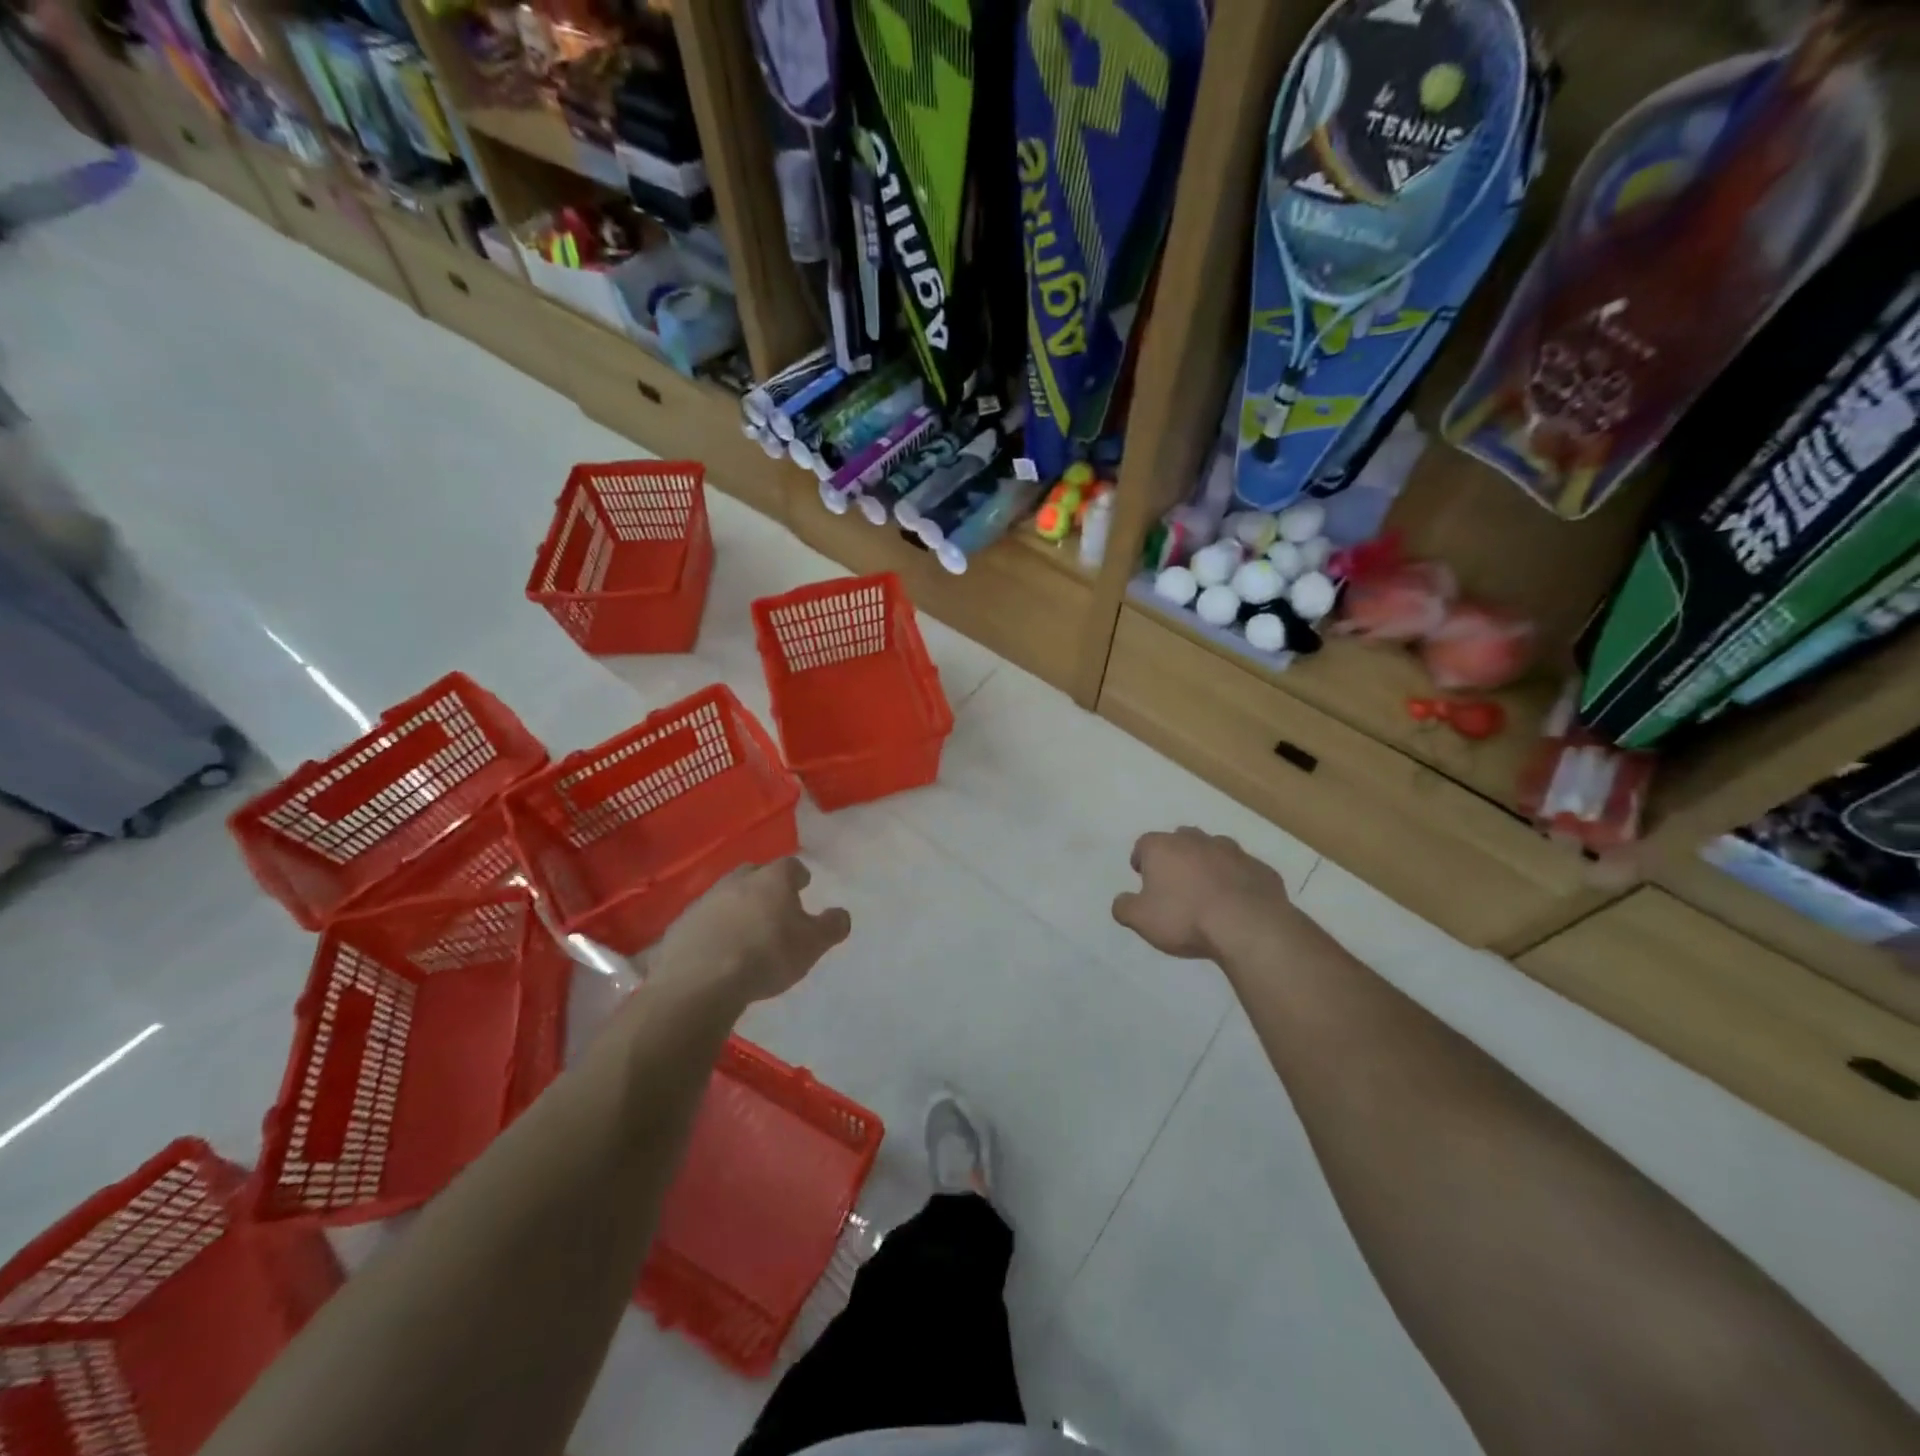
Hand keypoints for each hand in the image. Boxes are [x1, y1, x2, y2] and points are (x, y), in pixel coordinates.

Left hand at [648, 859, 851, 1003]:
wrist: (699, 982)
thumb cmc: (765, 955)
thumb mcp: (812, 945)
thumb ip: (832, 926)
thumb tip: (841, 914)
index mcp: (772, 879)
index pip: (790, 866)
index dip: (799, 876)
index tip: (804, 886)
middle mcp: (737, 881)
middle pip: (754, 874)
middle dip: (764, 885)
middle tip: (773, 906)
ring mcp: (704, 901)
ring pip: (726, 896)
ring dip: (736, 907)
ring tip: (744, 931)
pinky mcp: (679, 926)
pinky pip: (703, 921)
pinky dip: (712, 929)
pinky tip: (717, 950)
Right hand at [1113, 827, 1294, 960]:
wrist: (1248, 926)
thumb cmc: (1185, 918)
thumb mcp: (1141, 920)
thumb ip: (1124, 907)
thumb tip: (1121, 901)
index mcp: (1163, 848)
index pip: (1144, 844)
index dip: (1141, 859)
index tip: (1142, 877)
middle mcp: (1197, 841)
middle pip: (1180, 840)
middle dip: (1176, 856)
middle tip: (1175, 882)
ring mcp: (1233, 852)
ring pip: (1215, 850)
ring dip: (1208, 865)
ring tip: (1207, 891)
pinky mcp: (1261, 868)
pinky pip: (1243, 870)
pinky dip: (1237, 880)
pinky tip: (1237, 902)